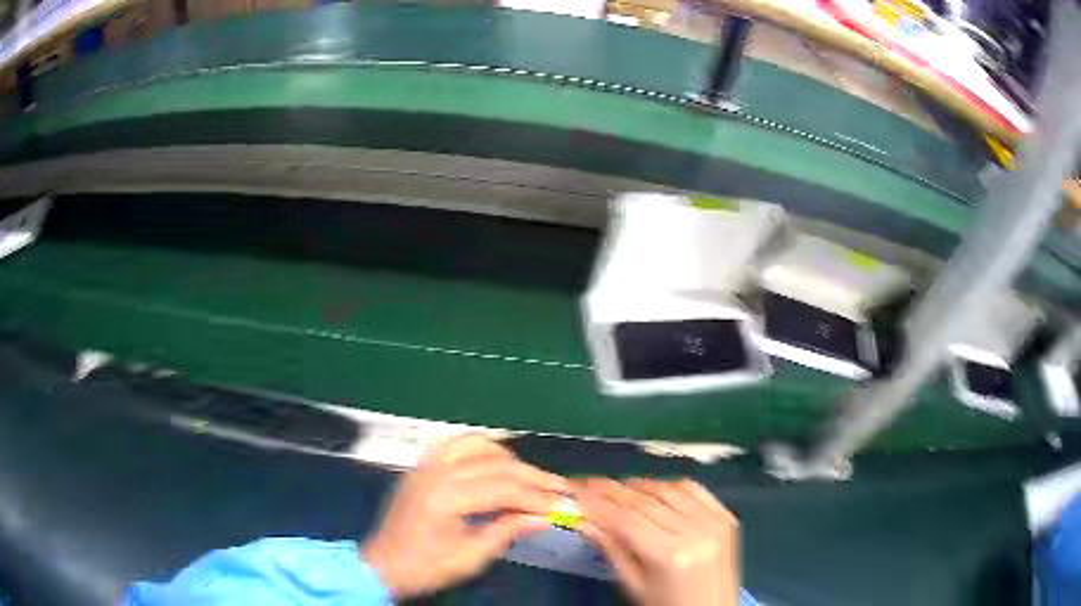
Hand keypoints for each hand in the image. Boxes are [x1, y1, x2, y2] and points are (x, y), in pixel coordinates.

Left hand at [361, 435, 569, 598]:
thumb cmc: (425, 568)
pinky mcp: (423, 464)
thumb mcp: (469, 558)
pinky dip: (485, 449)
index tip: (566, 505)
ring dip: (511, 459)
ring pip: (479, 445)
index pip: (504, 489)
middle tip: (562, 488)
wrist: (382, 564)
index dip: (538, 498)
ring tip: (533, 478)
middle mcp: (436, 472)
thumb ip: (506, 532)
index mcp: (445, 498)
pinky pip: (458, 443)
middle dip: (534, 478)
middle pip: (497, 465)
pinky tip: (500, 463)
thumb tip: (545, 517)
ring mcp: (427, 464)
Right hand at [576, 478, 740, 605]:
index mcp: (670, 555)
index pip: (626, 519)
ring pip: (670, 489)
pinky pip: (695, 489)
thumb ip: (611, 549)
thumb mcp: (634, 585)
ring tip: (616, 486)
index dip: (598, 503)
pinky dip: (671, 485)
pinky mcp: (727, 517)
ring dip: (640, 485)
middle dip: (613, 490)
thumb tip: (584, 519)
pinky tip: (654, 489)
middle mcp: (696, 531)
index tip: (575, 492)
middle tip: (588, 483)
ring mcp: (715, 521)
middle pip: (646, 500)